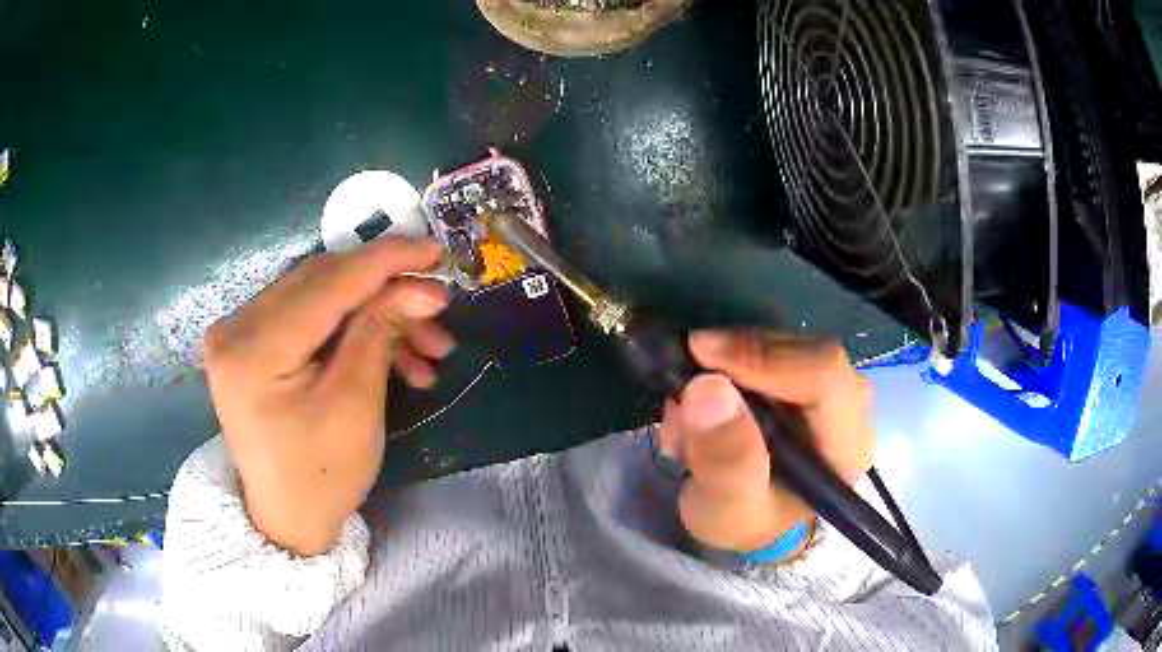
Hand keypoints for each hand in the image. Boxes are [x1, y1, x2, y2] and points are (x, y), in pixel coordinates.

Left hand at [201, 238, 454, 555]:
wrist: (286, 518)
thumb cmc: (321, 477)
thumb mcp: (356, 406)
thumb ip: (379, 331)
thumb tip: (418, 285)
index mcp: (253, 350)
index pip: (327, 283)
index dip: (385, 261)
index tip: (435, 249)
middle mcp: (235, 327)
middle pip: (321, 282)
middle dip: (386, 289)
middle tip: (437, 303)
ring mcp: (238, 333)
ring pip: (319, 297)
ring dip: (374, 312)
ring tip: (426, 347)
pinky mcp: (250, 342)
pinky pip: (307, 317)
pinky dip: (350, 329)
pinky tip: (393, 355)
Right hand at [657, 331, 874, 553]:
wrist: (750, 520)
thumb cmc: (746, 521)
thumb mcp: (726, 510)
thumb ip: (724, 460)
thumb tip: (708, 387)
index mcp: (846, 445)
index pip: (824, 376)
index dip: (764, 358)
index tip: (701, 355)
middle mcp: (849, 408)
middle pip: (803, 351)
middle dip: (735, 364)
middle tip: (682, 391)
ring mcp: (830, 387)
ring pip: (781, 345)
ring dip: (724, 369)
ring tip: (686, 418)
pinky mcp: (804, 376)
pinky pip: (767, 350)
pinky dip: (726, 368)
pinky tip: (700, 408)